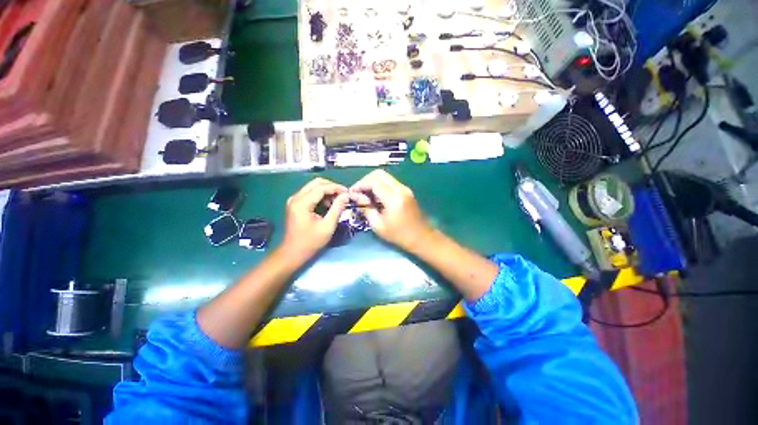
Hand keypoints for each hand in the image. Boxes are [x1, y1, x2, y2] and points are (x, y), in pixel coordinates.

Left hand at [281, 178, 348, 260]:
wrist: (292, 253)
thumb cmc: (310, 242)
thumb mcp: (327, 226)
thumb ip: (337, 208)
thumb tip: (346, 195)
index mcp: (302, 203)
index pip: (321, 187)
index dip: (336, 188)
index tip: (348, 192)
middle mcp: (296, 198)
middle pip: (316, 183)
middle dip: (332, 187)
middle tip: (343, 195)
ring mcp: (294, 200)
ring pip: (313, 187)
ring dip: (327, 191)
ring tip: (337, 201)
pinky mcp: (295, 204)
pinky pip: (310, 193)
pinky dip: (321, 196)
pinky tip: (328, 204)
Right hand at [350, 170, 433, 251]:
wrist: (421, 237)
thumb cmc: (399, 235)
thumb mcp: (378, 226)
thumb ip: (366, 209)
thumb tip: (356, 197)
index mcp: (393, 197)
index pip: (373, 181)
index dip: (360, 184)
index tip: (352, 193)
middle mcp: (400, 188)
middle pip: (379, 174)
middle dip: (366, 180)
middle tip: (358, 192)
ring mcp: (405, 188)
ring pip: (385, 176)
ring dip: (373, 182)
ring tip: (365, 195)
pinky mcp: (406, 191)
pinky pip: (390, 182)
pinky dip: (380, 186)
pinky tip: (376, 197)